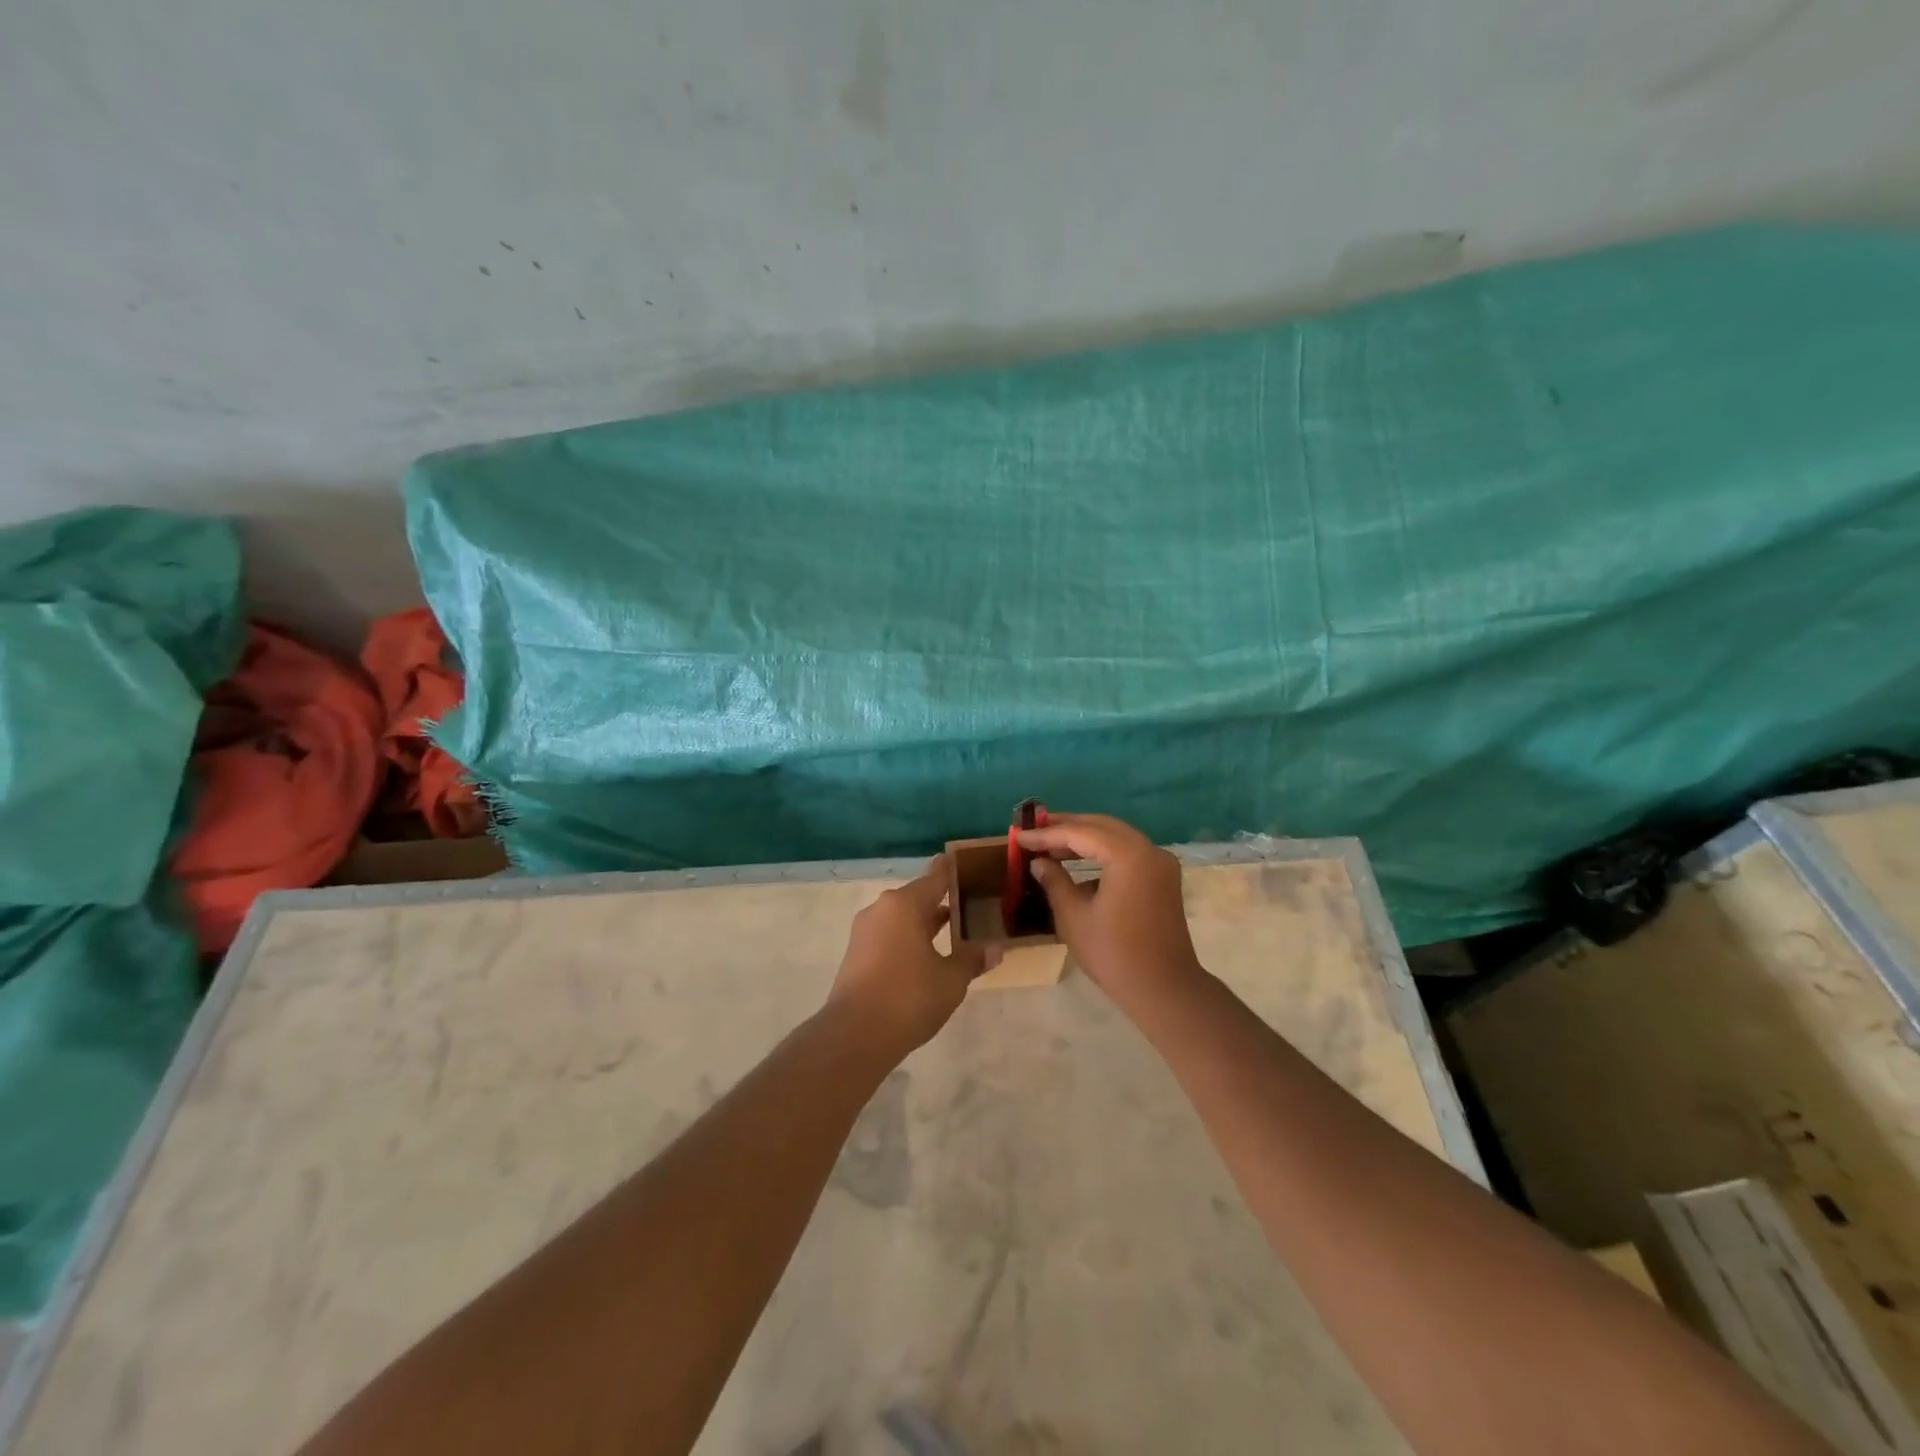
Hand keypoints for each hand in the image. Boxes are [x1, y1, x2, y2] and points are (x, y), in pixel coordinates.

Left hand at [823, 856, 994, 1061]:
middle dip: (941, 901)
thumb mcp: (951, 980)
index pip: (934, 877)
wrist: (855, 1035)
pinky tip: (926, 955)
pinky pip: (889, 935)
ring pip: (902, 918)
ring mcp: (865, 931)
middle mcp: (882, 909)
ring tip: (953, 929)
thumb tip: (996, 948)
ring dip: (924, 922)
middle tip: (969, 902)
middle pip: (917, 897)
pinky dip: (908, 938)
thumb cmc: (909, 997)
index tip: (964, 861)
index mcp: (904, 905)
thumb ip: (972, 959)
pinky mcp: (856, 953)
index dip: (951, 870)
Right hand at [1016, 813, 1204, 1005]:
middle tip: (1035, 830)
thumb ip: (1054, 881)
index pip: (1080, 833)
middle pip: (1102, 827)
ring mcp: (1160, 863)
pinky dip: (1103, 852)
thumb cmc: (1113, 954)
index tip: (1019, 836)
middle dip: (1067, 827)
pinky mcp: (1163, 878)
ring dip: (1085, 838)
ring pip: (1116, 837)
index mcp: (1128, 855)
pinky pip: (1129, 852)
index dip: (1047, 834)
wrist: (1164, 990)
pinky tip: (1079, 863)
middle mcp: (1149, 850)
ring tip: (1051, 844)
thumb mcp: (1073, 917)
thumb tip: (1039, 862)